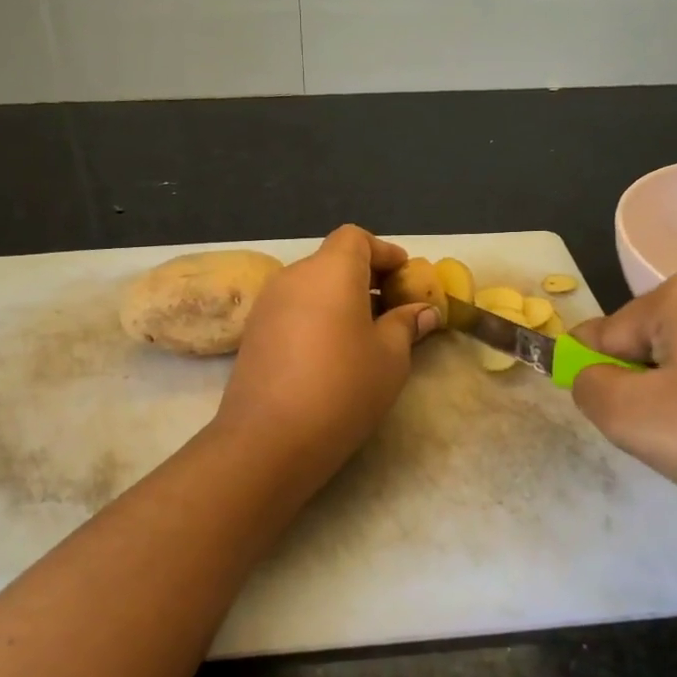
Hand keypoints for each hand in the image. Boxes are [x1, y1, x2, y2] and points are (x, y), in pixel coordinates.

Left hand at [213, 226, 438, 484]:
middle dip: (364, 277)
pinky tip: (331, 352)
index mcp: (331, 270)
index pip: (356, 238)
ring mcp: (268, 304)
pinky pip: (293, 309)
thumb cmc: (343, 388)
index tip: (405, 277)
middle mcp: (294, 276)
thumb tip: (422, 312)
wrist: (269, 438)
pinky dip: (316, 316)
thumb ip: (406, 326)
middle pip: (332, 260)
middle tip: (392, 309)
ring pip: (311, 286)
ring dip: (339, 299)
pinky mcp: (253, 332)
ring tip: (365, 334)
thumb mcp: (390, 358)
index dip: (383, 252)